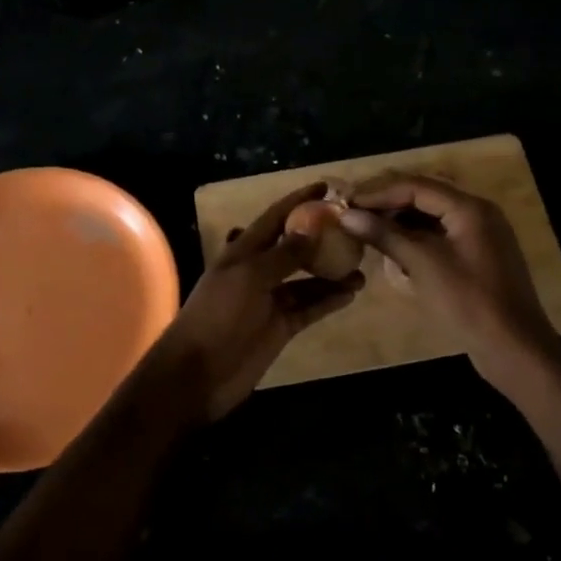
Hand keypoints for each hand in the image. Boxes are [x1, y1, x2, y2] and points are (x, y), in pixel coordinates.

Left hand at [142, 183, 363, 421]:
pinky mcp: (280, 327)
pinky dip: (328, 300)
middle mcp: (257, 272)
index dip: (297, 201)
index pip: (274, 218)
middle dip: (320, 237)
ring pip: (305, 280)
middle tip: (354, 229)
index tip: (326, 187)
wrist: (198, 373)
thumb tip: (312, 229)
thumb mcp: (249, 277)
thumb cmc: (218, 316)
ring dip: (331, 272)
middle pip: (293, 247)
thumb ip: (283, 254)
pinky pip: (309, 307)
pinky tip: (350, 293)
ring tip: (362, 266)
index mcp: (242, 252)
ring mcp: (269, 301)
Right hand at [338, 174, 560, 391]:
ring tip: (366, 230)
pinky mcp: (476, 258)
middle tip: (352, 213)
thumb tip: (347, 215)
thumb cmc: (468, 302)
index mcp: (469, 208)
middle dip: (387, 204)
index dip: (378, 192)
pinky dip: (414, 240)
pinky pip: (439, 237)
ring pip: (430, 217)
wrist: (514, 348)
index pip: (415, 186)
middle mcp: (476, 213)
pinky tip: (392, 250)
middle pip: (424, 196)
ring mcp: (478, 236)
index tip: (345, 202)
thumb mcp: (422, 265)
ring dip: (399, 222)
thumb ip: (385, 235)